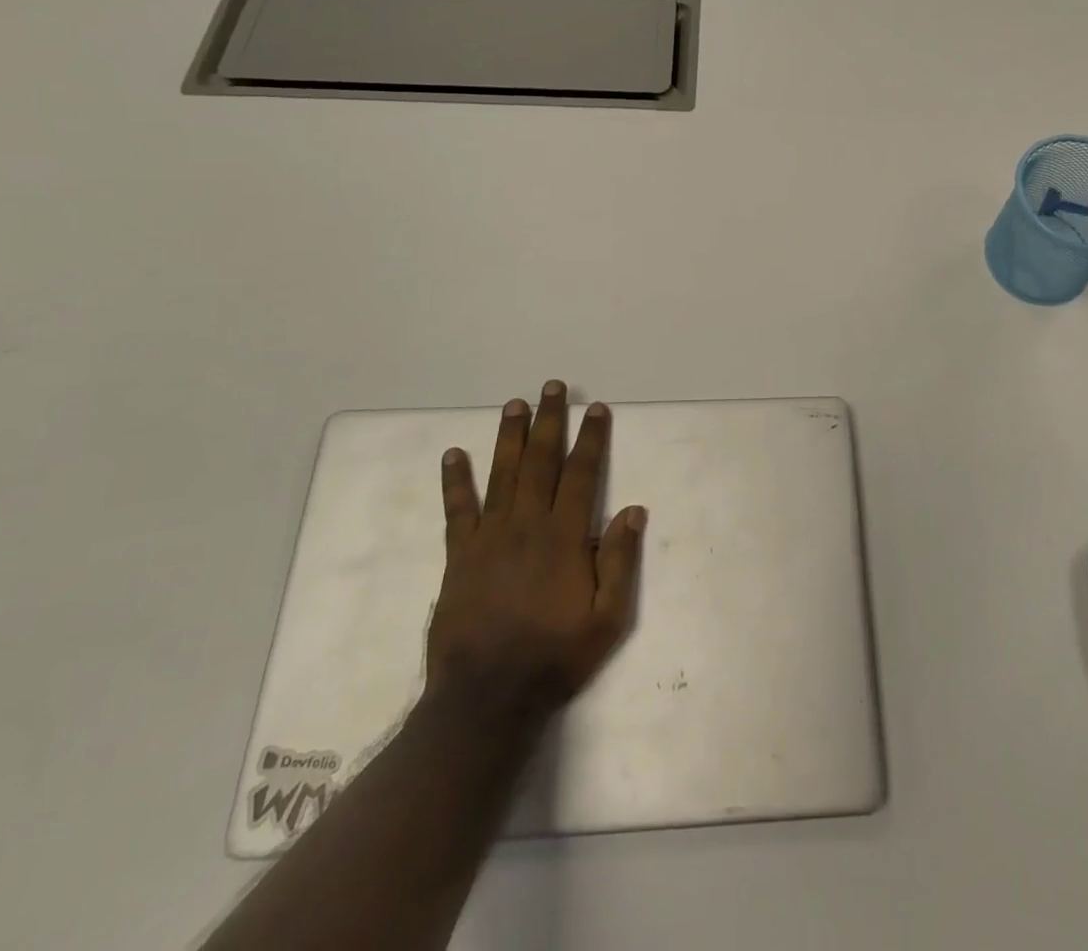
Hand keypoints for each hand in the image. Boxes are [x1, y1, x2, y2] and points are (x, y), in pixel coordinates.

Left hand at [425, 381, 646, 718]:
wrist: (486, 699)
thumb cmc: (555, 658)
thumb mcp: (607, 619)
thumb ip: (620, 561)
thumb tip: (633, 510)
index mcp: (564, 537)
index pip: (581, 474)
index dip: (591, 438)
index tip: (596, 409)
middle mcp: (527, 525)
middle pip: (540, 461)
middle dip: (549, 421)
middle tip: (551, 387)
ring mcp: (489, 537)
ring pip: (502, 474)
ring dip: (509, 436)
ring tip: (514, 404)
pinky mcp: (460, 556)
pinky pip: (457, 510)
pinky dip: (455, 481)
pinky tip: (454, 455)